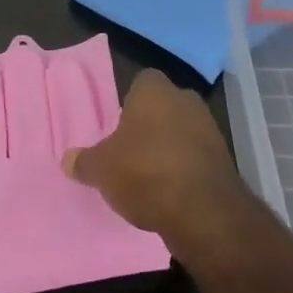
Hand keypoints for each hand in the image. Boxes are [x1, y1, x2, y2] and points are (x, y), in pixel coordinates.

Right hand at [62, 69, 245, 236]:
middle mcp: (185, 99)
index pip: (141, 82)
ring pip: (183, 131)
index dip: (130, 103)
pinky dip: (186, 169)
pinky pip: (197, 156)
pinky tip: (171, 192)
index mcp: (154, 90)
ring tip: (149, 177)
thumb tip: (68, 159)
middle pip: (164, 106)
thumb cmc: (144, 172)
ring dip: (170, 148)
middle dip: (151, 125)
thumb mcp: (102, 169)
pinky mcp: (224, 158)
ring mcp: (209, 127)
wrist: (202, 210)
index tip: (119, 127)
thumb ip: (85, 161)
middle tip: (131, 151)